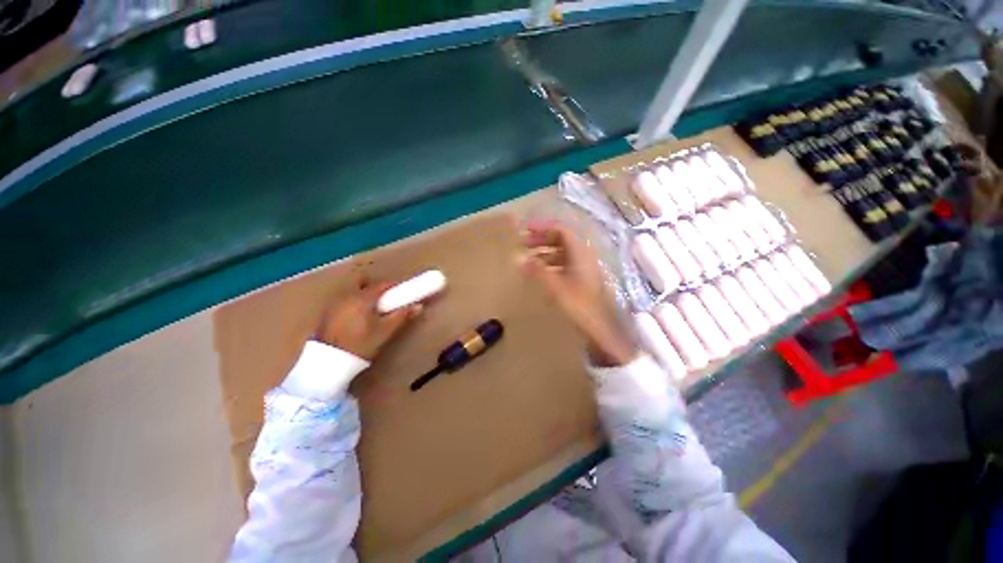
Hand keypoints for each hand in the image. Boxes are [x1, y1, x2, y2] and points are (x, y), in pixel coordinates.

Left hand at [316, 278, 422, 360]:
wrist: (329, 363)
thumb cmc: (361, 344)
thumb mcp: (385, 331)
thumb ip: (402, 316)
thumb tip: (419, 306)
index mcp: (362, 298)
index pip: (382, 285)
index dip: (394, 286)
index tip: (402, 292)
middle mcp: (346, 296)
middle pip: (364, 283)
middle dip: (376, 288)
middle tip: (386, 301)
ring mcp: (333, 304)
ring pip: (352, 292)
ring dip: (363, 296)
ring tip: (372, 311)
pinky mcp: (326, 313)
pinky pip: (344, 301)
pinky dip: (353, 304)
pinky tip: (357, 319)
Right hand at [517, 219, 636, 366]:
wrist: (600, 330)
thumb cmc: (579, 306)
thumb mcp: (556, 287)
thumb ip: (538, 271)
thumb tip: (521, 259)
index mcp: (580, 254)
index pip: (561, 231)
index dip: (543, 228)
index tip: (525, 230)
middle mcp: (583, 257)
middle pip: (561, 240)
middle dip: (541, 240)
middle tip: (523, 245)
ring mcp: (583, 269)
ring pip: (562, 254)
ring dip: (545, 253)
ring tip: (528, 260)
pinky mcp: (581, 280)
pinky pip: (563, 266)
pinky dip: (550, 266)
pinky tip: (540, 275)